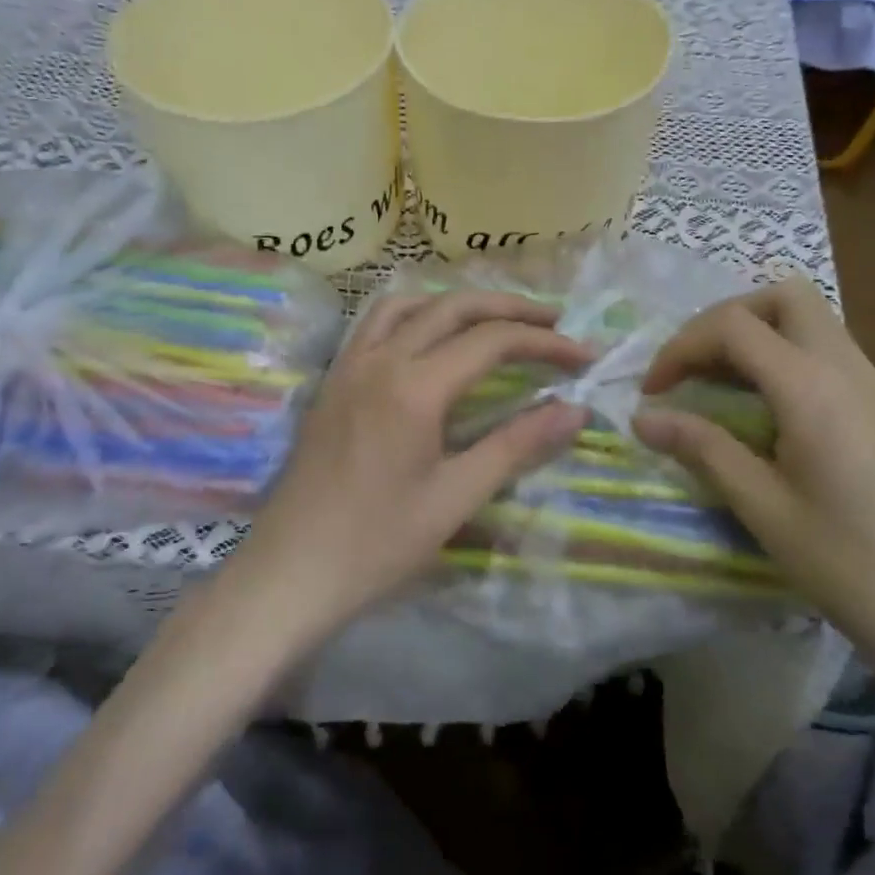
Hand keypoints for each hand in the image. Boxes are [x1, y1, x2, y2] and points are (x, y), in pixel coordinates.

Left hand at [219, 290, 589, 649]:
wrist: (290, 572)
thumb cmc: (377, 544)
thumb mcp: (456, 498)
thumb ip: (516, 446)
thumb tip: (574, 410)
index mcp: (414, 387)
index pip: (492, 341)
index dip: (544, 342)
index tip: (583, 355)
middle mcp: (379, 360)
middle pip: (452, 307)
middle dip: (509, 308)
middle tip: (554, 320)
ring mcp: (348, 367)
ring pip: (408, 305)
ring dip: (457, 303)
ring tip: (495, 320)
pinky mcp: (332, 382)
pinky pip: (375, 324)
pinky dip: (414, 315)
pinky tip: (429, 340)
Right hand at [632, 278, 874, 693]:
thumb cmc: (845, 563)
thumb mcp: (761, 507)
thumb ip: (702, 448)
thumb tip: (642, 419)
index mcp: (811, 389)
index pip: (734, 326)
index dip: (681, 347)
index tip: (653, 392)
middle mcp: (847, 368)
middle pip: (783, 297)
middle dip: (725, 319)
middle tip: (692, 368)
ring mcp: (873, 384)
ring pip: (810, 319)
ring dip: (756, 335)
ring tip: (718, 386)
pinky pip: (827, 351)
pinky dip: (784, 357)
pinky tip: (764, 409)